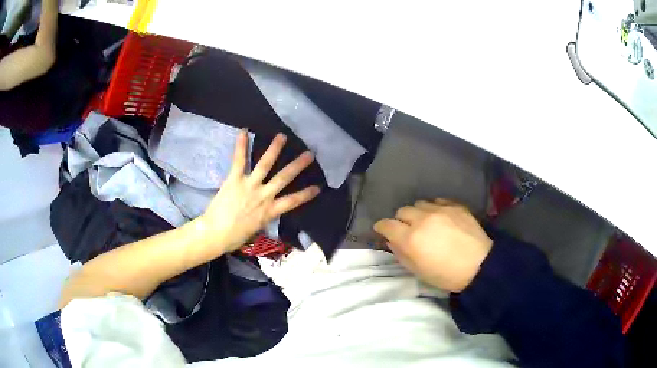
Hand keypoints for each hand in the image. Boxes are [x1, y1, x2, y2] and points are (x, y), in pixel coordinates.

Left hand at [198, 131, 319, 253]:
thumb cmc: (235, 237)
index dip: (306, 194)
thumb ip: (262, 218)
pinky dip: (241, 146)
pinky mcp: (234, 180)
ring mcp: (249, 186)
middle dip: (297, 165)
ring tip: (282, 136)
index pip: (293, 201)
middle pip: (284, 178)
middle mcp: (263, 196)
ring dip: (274, 149)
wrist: (216, 234)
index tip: (317, 187)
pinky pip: (240, 161)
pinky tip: (244, 131)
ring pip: (265, 164)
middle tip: (309, 154)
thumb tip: (263, 212)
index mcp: (269, 212)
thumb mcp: (255, 230)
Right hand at [374, 199, 492, 291]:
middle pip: (402, 211)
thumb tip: (391, 240)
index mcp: (410, 238)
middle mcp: (422, 219)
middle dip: (400, 220)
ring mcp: (440, 209)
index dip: (381, 227)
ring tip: (425, 222)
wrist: (479, 265)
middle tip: (407, 230)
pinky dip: (433, 208)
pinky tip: (440, 218)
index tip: (382, 230)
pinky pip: (437, 201)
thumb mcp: (417, 271)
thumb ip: (400, 253)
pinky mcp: (455, 205)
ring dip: (417, 213)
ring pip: (419, 203)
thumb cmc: (445, 275)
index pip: (387, 224)